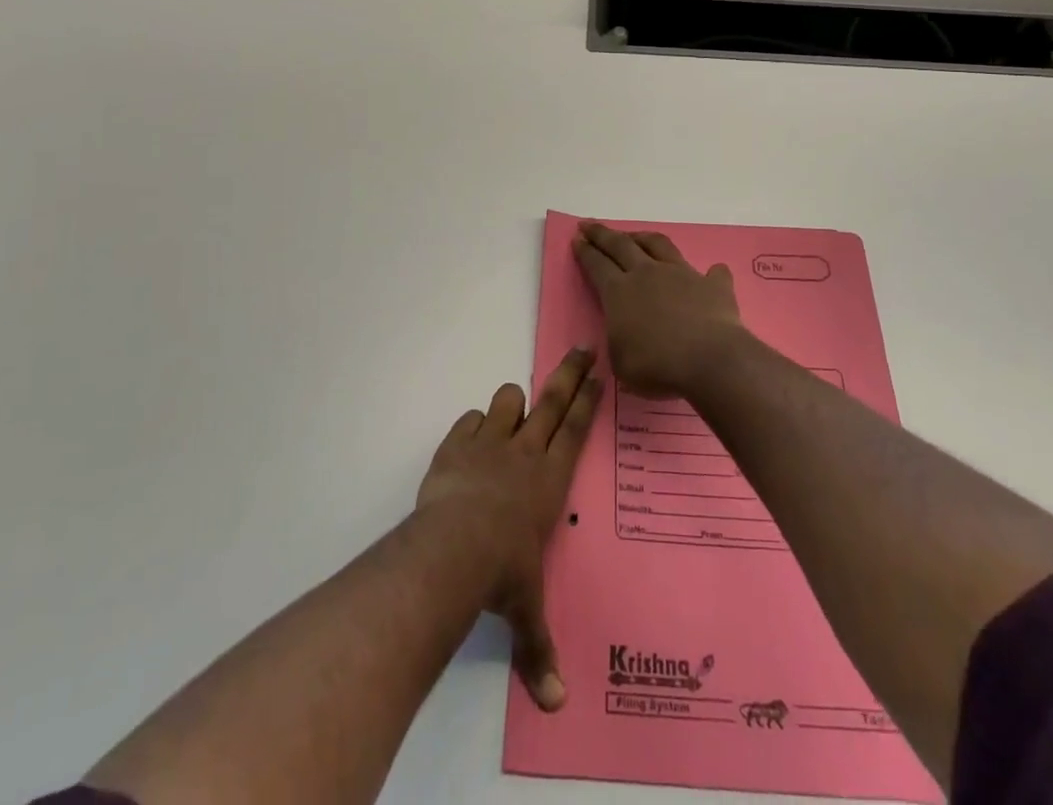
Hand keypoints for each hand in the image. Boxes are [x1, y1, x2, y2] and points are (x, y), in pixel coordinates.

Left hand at [415, 347, 600, 711]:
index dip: (588, 399)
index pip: (576, 429)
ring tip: (512, 411)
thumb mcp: (524, 610)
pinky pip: (468, 422)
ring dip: (511, 404)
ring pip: (507, 402)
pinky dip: (471, 427)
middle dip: (569, 372)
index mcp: (550, 479)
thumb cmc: (502, 574)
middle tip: (582, 348)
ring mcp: (489, 443)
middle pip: (552, 400)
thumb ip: (538, 648)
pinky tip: (470, 439)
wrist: (452, 550)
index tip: (599, 372)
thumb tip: (554, 705)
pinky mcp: (456, 446)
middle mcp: (525, 452)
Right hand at [572, 222, 744, 398]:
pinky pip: (712, 273)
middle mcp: (647, 274)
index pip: (596, 265)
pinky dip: (710, 272)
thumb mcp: (620, 363)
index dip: (585, 252)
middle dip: (602, 234)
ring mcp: (681, 274)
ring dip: (643, 237)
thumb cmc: (657, 366)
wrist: (708, 360)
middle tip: (589, 225)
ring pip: (657, 244)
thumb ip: (619, 341)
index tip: (577, 239)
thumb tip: (624, 333)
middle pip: (620, 245)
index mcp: (619, 292)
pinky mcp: (712, 285)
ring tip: (635, 235)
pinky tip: (712, 272)